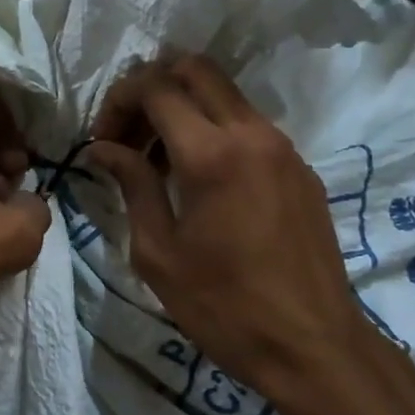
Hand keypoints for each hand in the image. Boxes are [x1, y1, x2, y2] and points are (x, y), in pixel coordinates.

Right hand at [87, 56, 377, 402]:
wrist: (311, 345)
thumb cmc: (222, 306)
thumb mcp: (158, 251)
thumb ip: (132, 186)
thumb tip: (103, 149)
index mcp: (211, 154)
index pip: (156, 87)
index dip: (119, 100)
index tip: (102, 140)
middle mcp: (252, 134)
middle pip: (195, 69)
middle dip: (151, 88)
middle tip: (128, 135)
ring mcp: (283, 148)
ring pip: (225, 95)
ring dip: (183, 109)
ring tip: (156, 162)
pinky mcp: (300, 168)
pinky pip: (249, 126)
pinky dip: (214, 131)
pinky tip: (199, 181)